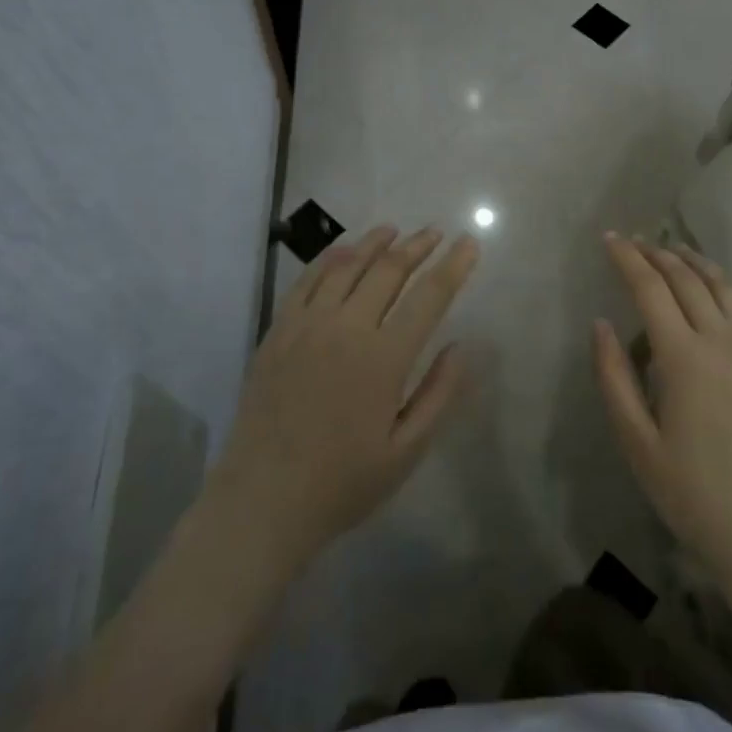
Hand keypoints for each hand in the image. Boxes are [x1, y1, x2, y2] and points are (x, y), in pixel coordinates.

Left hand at [205, 226, 480, 570]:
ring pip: (346, 266)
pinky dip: (330, 259)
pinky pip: (307, 281)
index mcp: (383, 359)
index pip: (428, 297)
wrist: (262, 501)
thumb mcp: (407, 451)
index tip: (469, 243)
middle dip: (417, 246)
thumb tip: (463, 345)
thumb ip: (439, 394)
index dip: (453, 266)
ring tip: (394, 230)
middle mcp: (346, 328)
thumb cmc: (343, 482)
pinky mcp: (278, 331)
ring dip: (374, 243)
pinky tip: (343, 252)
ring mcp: (307, 325)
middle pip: (388, 270)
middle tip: (435, 233)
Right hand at [593, 236, 731, 598]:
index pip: (651, 288)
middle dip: (656, 254)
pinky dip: (723, 285)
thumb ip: (614, 377)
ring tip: (670, 250)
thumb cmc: (692, 493)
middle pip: (686, 278)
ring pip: (721, 285)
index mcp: (684, 357)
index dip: (628, 259)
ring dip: (692, 261)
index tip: (609, 239)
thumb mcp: (637, 442)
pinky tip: (712, 288)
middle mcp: (722, 340)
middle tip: (633, 241)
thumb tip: (602, 324)